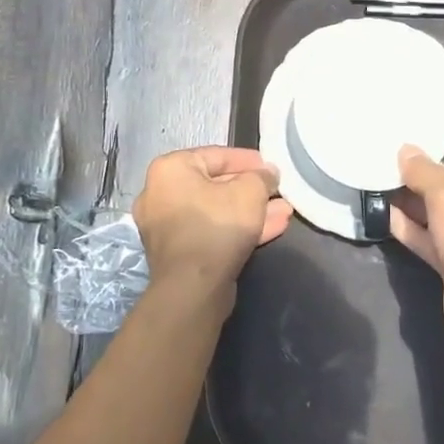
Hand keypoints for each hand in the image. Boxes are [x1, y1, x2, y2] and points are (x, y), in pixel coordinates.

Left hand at [133, 147, 291, 313]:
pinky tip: (271, 228)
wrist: (193, 287)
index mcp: (170, 170)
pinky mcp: (178, 254)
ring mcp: (166, 227)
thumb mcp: (250, 191)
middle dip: (252, 190)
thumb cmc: (218, 225)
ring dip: (250, 211)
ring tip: (283, 212)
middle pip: (216, 185)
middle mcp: (160, 194)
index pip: (216, 155)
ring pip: (217, 211)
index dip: (249, 160)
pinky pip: (211, 232)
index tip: (271, 168)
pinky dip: (237, 229)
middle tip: (277, 191)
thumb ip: (262, 176)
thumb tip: (267, 174)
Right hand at [391, 128, 443, 359]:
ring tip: (380, 176)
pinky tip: (383, 212)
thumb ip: (425, 172)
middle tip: (392, 150)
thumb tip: (406, 151)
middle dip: (427, 168)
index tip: (426, 124)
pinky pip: (431, 237)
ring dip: (414, 197)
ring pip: (441, 210)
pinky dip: (411, 226)